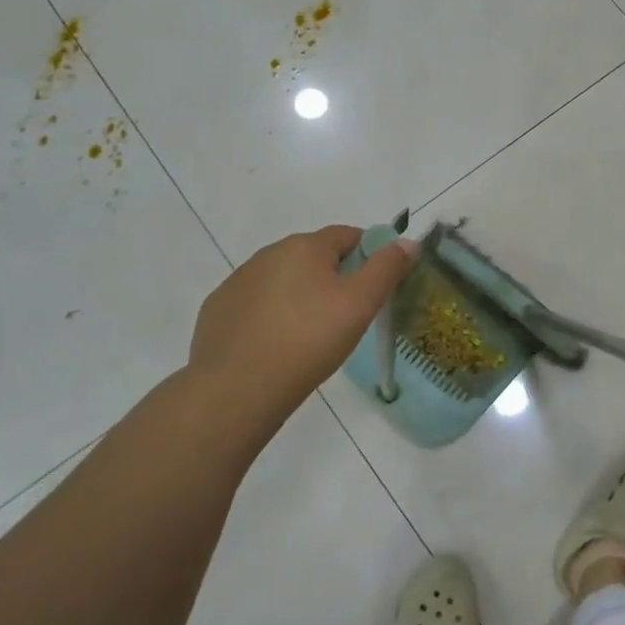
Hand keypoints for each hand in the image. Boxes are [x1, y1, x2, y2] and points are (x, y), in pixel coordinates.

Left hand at [188, 225, 415, 421]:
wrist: (236, 389)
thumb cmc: (309, 339)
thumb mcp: (361, 303)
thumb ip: (387, 267)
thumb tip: (407, 241)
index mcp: (305, 245)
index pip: (348, 235)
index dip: (368, 256)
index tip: (374, 288)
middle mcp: (269, 253)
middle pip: (314, 257)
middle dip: (334, 278)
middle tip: (346, 316)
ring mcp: (237, 282)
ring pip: (283, 280)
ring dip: (300, 296)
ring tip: (310, 336)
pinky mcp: (217, 311)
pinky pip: (255, 305)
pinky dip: (270, 316)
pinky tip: (276, 346)